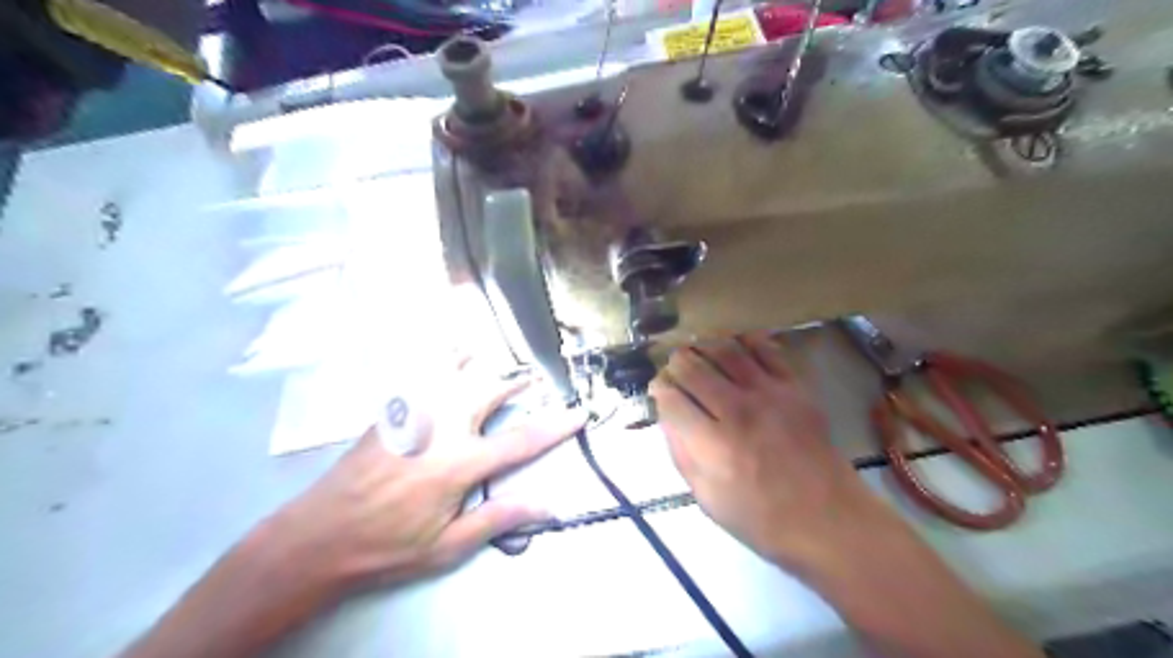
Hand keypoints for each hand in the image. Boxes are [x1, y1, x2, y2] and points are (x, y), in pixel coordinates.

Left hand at [264, 365, 586, 589]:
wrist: (318, 536)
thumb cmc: (388, 545)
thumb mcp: (447, 546)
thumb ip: (498, 519)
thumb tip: (548, 506)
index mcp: (460, 463)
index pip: (521, 439)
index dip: (556, 425)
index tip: (579, 412)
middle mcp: (441, 428)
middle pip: (489, 390)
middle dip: (515, 381)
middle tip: (532, 377)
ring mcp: (413, 414)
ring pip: (454, 371)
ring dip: (477, 361)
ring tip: (489, 354)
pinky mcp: (392, 411)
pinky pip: (420, 373)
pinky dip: (438, 357)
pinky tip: (444, 350)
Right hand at [652, 330, 888, 566]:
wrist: (828, 519)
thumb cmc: (761, 518)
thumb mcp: (706, 498)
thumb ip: (681, 452)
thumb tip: (666, 414)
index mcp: (713, 445)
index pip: (672, 398)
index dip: (659, 389)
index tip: (659, 390)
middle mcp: (738, 411)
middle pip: (693, 367)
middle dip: (675, 363)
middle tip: (674, 369)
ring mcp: (769, 394)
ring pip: (724, 349)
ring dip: (703, 345)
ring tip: (698, 351)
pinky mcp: (794, 387)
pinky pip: (766, 348)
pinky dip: (744, 339)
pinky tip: (733, 344)